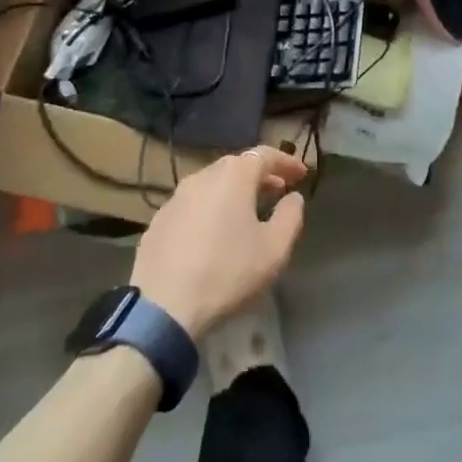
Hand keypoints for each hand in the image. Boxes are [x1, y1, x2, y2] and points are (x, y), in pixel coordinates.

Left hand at [130, 145, 307, 338]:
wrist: (163, 307)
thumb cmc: (227, 272)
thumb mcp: (274, 249)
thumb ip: (290, 216)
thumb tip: (293, 198)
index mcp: (233, 176)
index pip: (264, 155)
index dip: (286, 162)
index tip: (302, 174)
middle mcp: (203, 176)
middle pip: (237, 165)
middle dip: (261, 175)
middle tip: (279, 190)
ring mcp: (176, 197)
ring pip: (213, 184)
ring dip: (235, 191)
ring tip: (249, 210)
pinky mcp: (159, 220)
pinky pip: (194, 204)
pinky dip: (212, 208)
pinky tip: (216, 232)